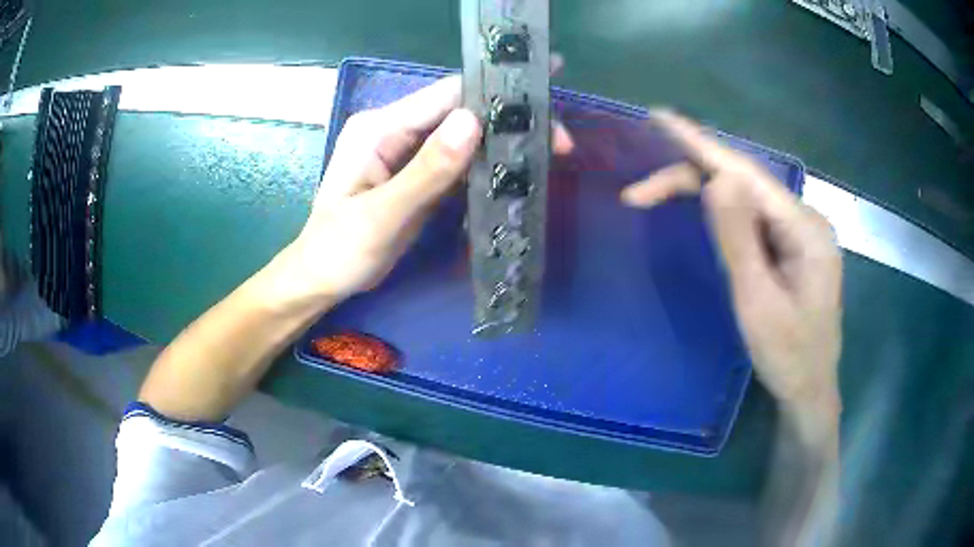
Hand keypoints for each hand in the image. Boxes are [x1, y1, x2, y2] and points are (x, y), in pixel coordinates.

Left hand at [286, 76, 573, 302]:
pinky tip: (517, 170)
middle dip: (510, 120)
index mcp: (380, 128)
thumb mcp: (381, 215)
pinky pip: (459, 161)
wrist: (321, 280)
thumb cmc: (339, 250)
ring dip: (505, 142)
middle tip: (560, 140)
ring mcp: (408, 151)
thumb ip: (426, 171)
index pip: (445, 96)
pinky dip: (488, 164)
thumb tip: (474, 121)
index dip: (495, 94)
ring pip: (465, 135)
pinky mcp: (418, 174)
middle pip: (461, 111)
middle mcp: (396, 130)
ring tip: (552, 151)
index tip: (542, 101)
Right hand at [621, 110, 842, 413]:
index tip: (659, 118)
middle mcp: (804, 218)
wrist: (809, 391)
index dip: (700, 144)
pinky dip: (719, 212)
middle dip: (689, 179)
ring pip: (744, 198)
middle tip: (638, 194)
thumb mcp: (758, 303)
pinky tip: (699, 208)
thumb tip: (718, 179)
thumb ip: (739, 240)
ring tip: (653, 196)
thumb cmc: (788, 356)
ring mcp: (798, 232)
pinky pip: (751, 217)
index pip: (746, 174)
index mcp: (804, 228)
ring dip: (700, 193)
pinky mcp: (790, 246)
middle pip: (743, 183)